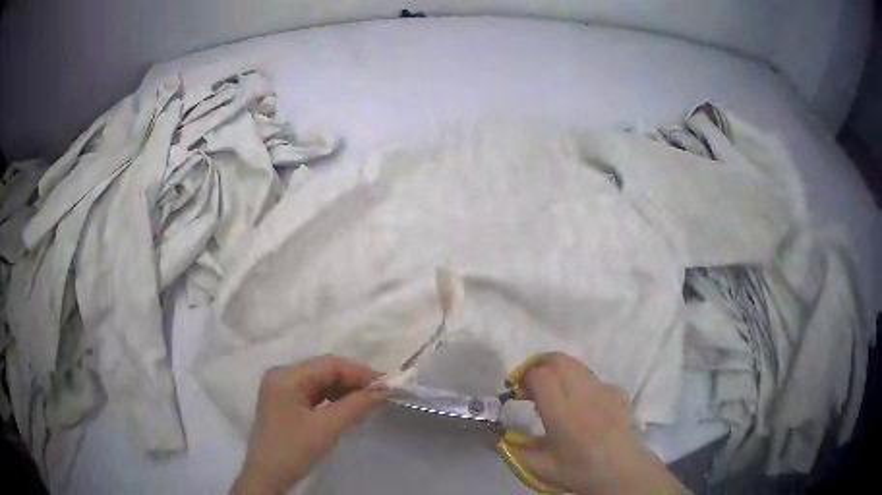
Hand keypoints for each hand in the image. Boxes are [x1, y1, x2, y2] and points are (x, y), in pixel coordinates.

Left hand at [232, 356, 389, 494]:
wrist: (267, 476)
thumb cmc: (293, 449)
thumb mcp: (326, 428)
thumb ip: (355, 406)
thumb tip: (384, 391)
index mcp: (286, 376)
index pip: (328, 365)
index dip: (359, 372)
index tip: (386, 385)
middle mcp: (282, 376)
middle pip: (324, 371)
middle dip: (353, 381)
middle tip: (380, 394)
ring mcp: (282, 389)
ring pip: (320, 382)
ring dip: (344, 390)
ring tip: (368, 401)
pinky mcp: (285, 403)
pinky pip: (314, 394)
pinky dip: (333, 399)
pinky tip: (348, 407)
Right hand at [511, 353, 684, 493]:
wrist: (620, 470)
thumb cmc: (577, 470)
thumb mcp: (538, 467)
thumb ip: (513, 449)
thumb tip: (494, 434)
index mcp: (563, 413)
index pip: (540, 376)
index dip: (524, 378)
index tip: (517, 393)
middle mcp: (583, 394)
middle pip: (559, 359)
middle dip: (540, 365)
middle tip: (531, 385)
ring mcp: (603, 389)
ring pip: (576, 364)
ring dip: (559, 372)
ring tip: (554, 393)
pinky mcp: (616, 391)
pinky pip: (592, 378)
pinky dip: (579, 383)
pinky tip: (580, 404)